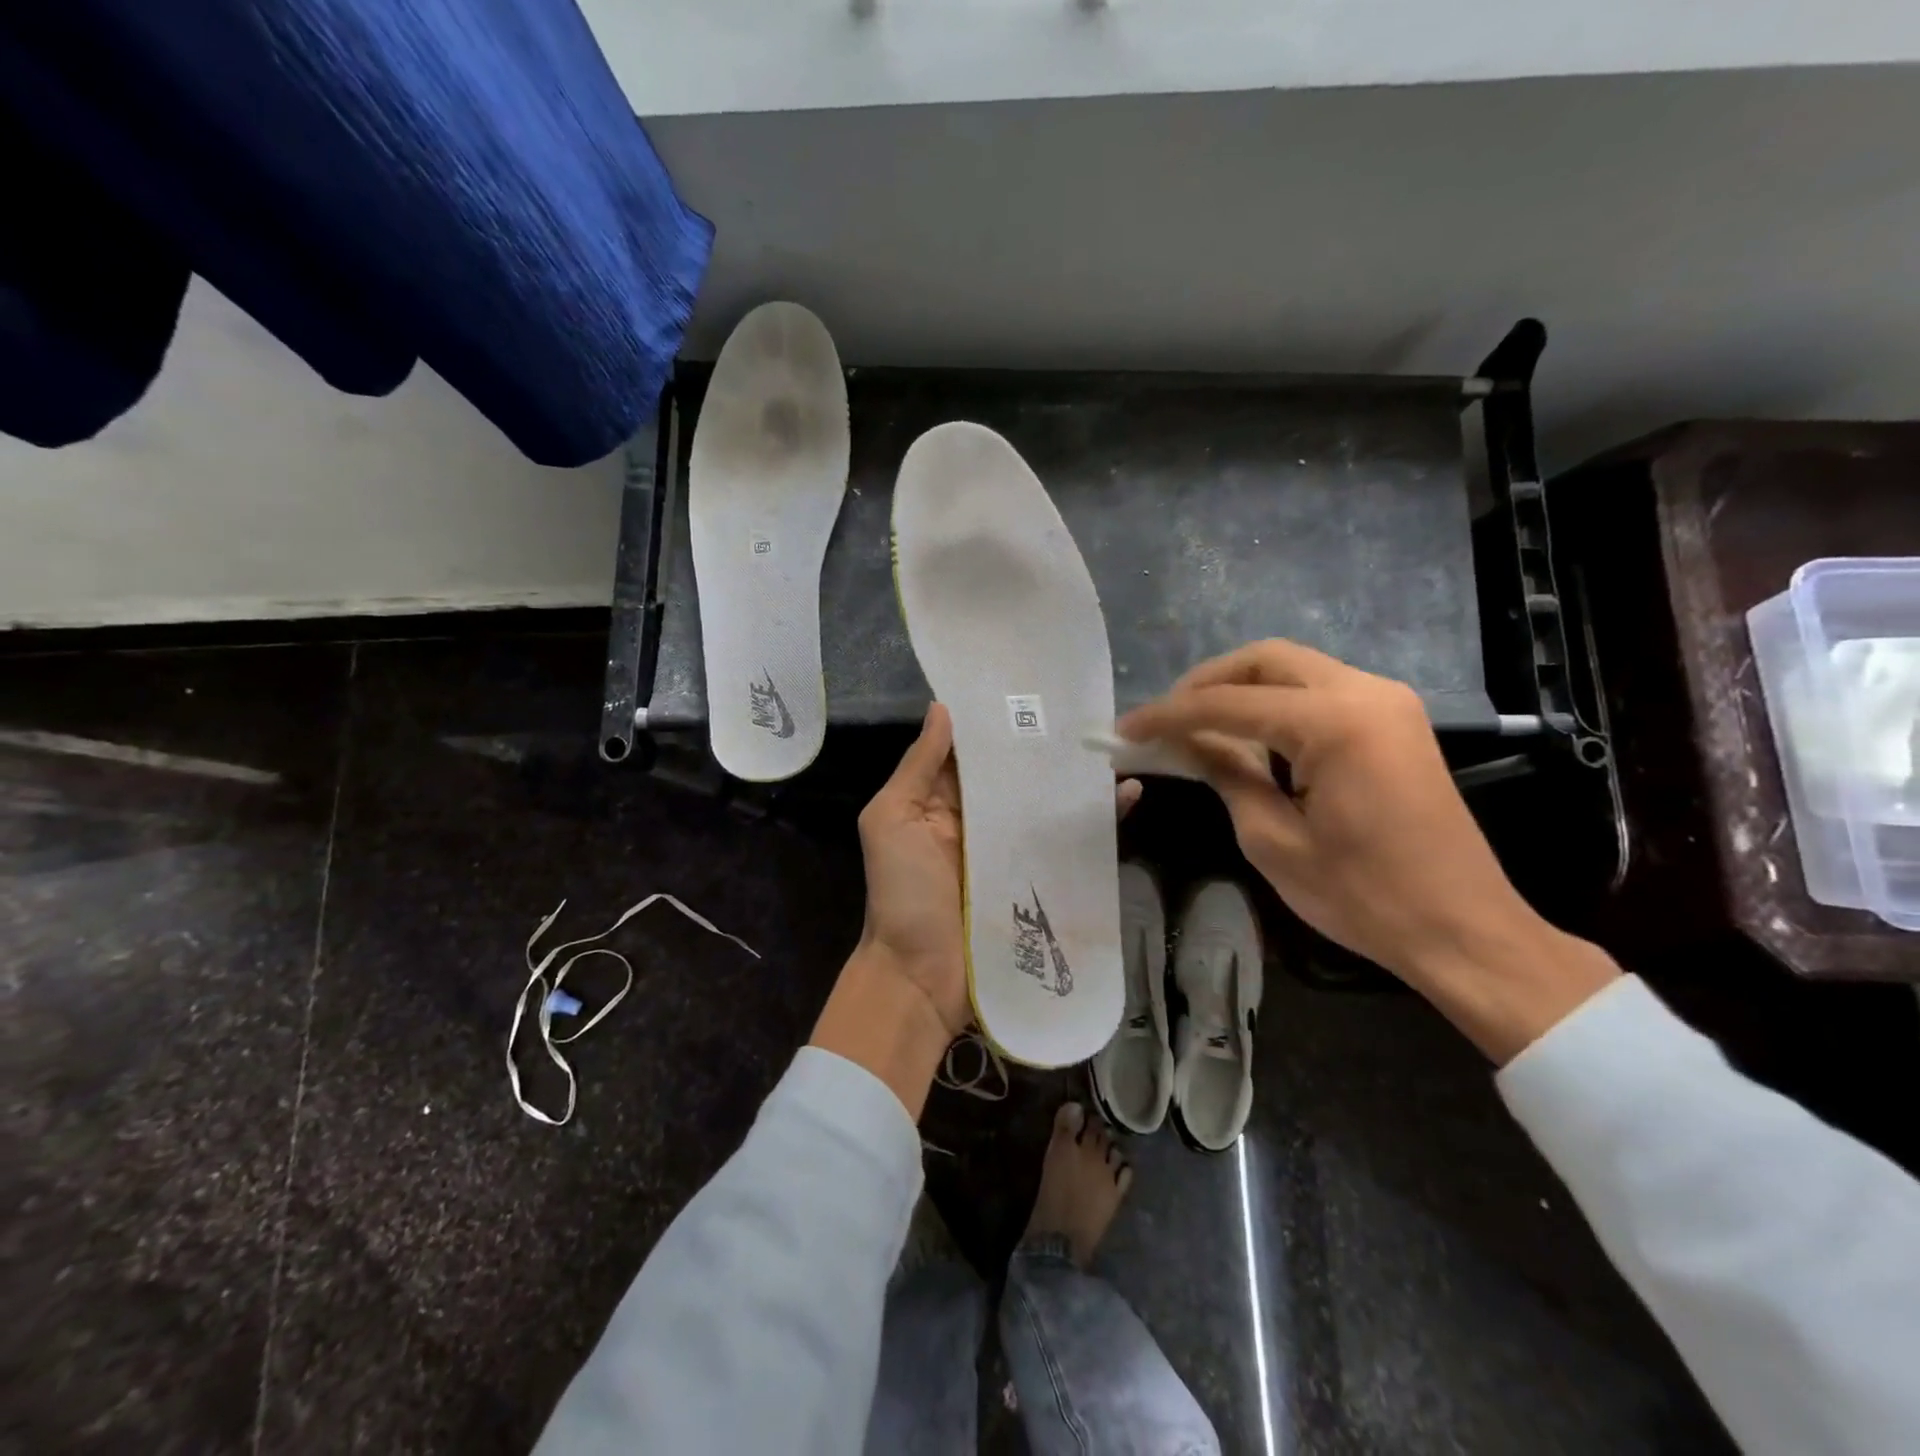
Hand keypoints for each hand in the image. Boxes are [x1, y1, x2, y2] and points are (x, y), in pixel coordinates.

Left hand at [813, 704, 1144, 1117]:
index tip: (1029, 691)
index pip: (974, 754)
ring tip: (1111, 748)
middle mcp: (979, 820)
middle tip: (1083, 712)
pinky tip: (1127, 796)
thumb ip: (917, 767)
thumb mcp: (890, 820)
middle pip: (1015, 777)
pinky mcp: (1039, 878)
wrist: (920, 977)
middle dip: (1043, 748)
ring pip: (1046, 805)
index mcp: (941, 802)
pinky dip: (1097, 822)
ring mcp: (1012, 850)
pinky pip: (1070, 844)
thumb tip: (942, 708)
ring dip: (1076, 780)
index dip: (996, 725)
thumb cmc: (901, 893)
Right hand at [1118, 640, 1616, 1061]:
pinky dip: (1275, 702)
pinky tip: (1248, 735)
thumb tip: (1185, 741)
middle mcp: (1363, 692)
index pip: (1227, 704)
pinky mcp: (1394, 720)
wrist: (1464, 930)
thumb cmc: (1363, 896)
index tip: (1125, 728)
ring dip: (1240, 689)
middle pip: (1264, 659)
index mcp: (1333, 722)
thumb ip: (1226, 773)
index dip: (1167, 715)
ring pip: (1293, 668)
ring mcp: (1386, 701)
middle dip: (1205, 683)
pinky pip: (1319, 690)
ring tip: (1196, 726)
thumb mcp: (1272, 839)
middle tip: (1164, 719)